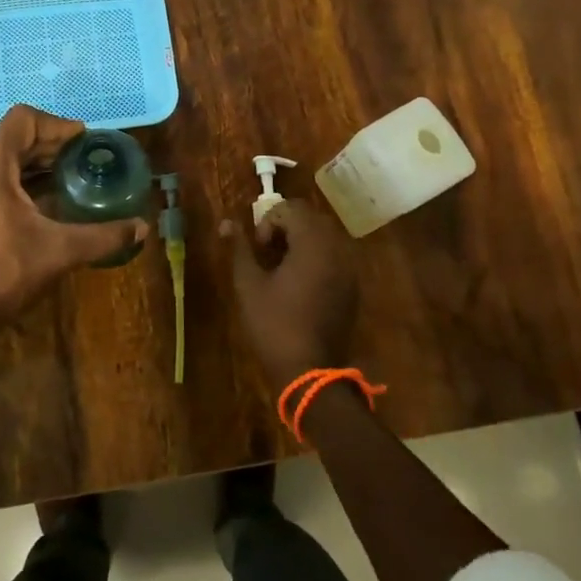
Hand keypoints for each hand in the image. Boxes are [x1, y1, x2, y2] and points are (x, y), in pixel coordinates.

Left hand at [0, 105, 146, 334]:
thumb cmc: (3, 273)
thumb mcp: (59, 251)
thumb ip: (103, 236)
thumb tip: (143, 228)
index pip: (23, 120)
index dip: (56, 124)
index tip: (82, 141)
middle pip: (12, 138)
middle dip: (49, 145)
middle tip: (83, 159)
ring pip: (0, 159)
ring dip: (33, 163)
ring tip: (67, 177)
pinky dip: (17, 180)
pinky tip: (42, 201)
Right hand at [222, 200, 358, 391]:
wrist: (310, 371)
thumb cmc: (274, 325)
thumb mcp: (249, 284)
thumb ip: (240, 248)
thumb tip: (227, 223)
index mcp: (313, 244)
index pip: (292, 209)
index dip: (269, 221)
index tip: (259, 249)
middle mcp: (337, 250)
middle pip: (311, 218)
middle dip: (286, 227)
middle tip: (267, 253)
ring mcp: (349, 269)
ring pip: (324, 236)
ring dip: (301, 241)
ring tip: (281, 267)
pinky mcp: (353, 287)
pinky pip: (335, 256)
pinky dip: (316, 257)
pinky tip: (299, 283)